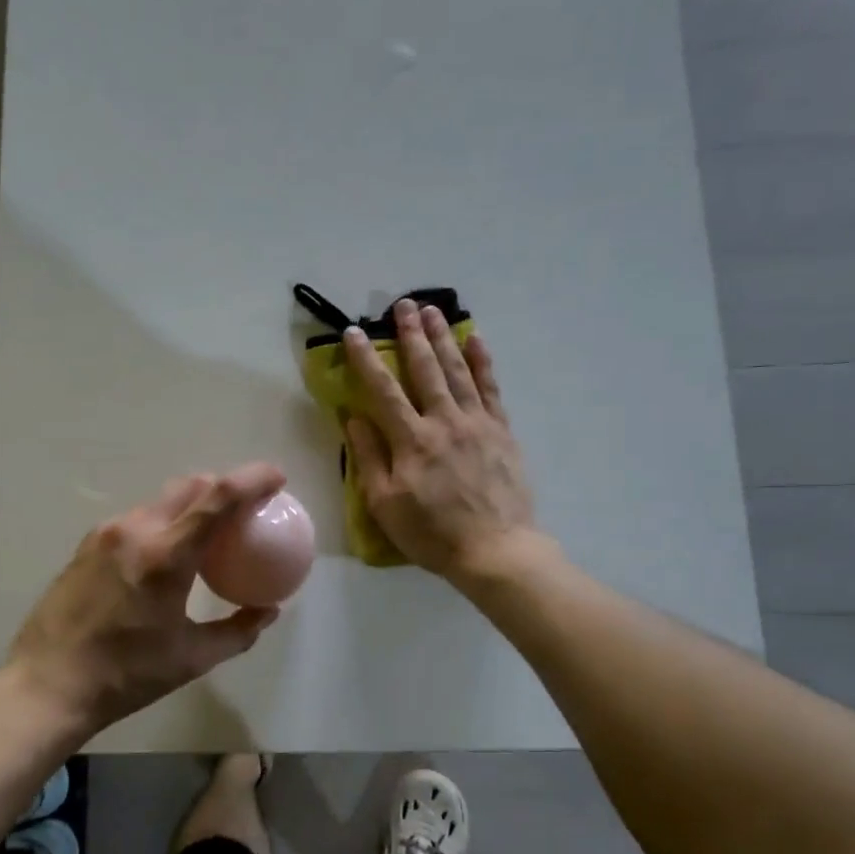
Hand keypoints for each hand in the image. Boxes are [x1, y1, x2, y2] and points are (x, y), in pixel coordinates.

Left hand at [7, 464, 285, 739]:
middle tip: (243, 509)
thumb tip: (268, 611)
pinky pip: (135, 520)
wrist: (47, 685)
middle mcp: (134, 531)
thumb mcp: (192, 658)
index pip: (217, 498)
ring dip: (189, 506)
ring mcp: (105, 534)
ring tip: (204, 535)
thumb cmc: (126, 675)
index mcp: (166, 556)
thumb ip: (238, 631)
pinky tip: (163, 556)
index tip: (276, 478)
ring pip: (159, 501)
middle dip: (221, 486)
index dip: (252, 480)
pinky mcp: (86, 545)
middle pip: (188, 486)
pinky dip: (161, 523)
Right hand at [341, 298, 538, 578]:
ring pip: (457, 371)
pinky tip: (476, 340)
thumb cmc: (432, 533)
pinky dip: (483, 362)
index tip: (353, 332)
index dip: (366, 359)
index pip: (383, 390)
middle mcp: (444, 421)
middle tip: (402, 304)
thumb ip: (369, 457)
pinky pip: (491, 389)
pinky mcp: (501, 431)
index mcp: (411, 440)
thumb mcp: (385, 504)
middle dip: (410, 335)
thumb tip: (353, 417)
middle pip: (425, 369)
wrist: (495, 550)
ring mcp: (477, 423)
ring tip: (432, 311)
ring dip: (443, 338)